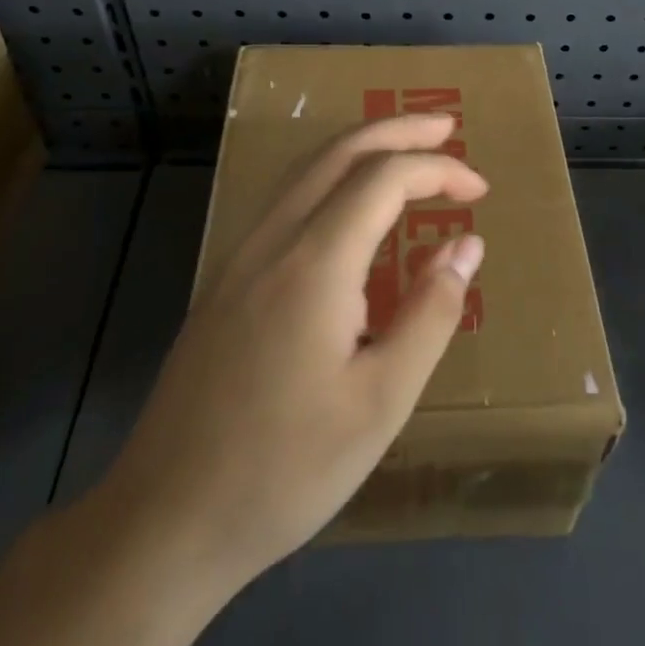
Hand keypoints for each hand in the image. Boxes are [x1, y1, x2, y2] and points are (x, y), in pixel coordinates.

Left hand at [104, 114, 486, 588]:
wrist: (165, 518)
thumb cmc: (286, 468)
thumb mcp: (381, 402)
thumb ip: (430, 313)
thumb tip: (466, 244)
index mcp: (315, 262)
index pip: (383, 178)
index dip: (437, 170)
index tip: (479, 190)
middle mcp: (273, 240)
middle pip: (339, 153)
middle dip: (396, 130)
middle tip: (446, 126)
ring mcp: (240, 255)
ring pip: (305, 170)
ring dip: (360, 147)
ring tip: (405, 149)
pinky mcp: (225, 279)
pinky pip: (286, 200)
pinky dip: (330, 177)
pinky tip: (347, 204)